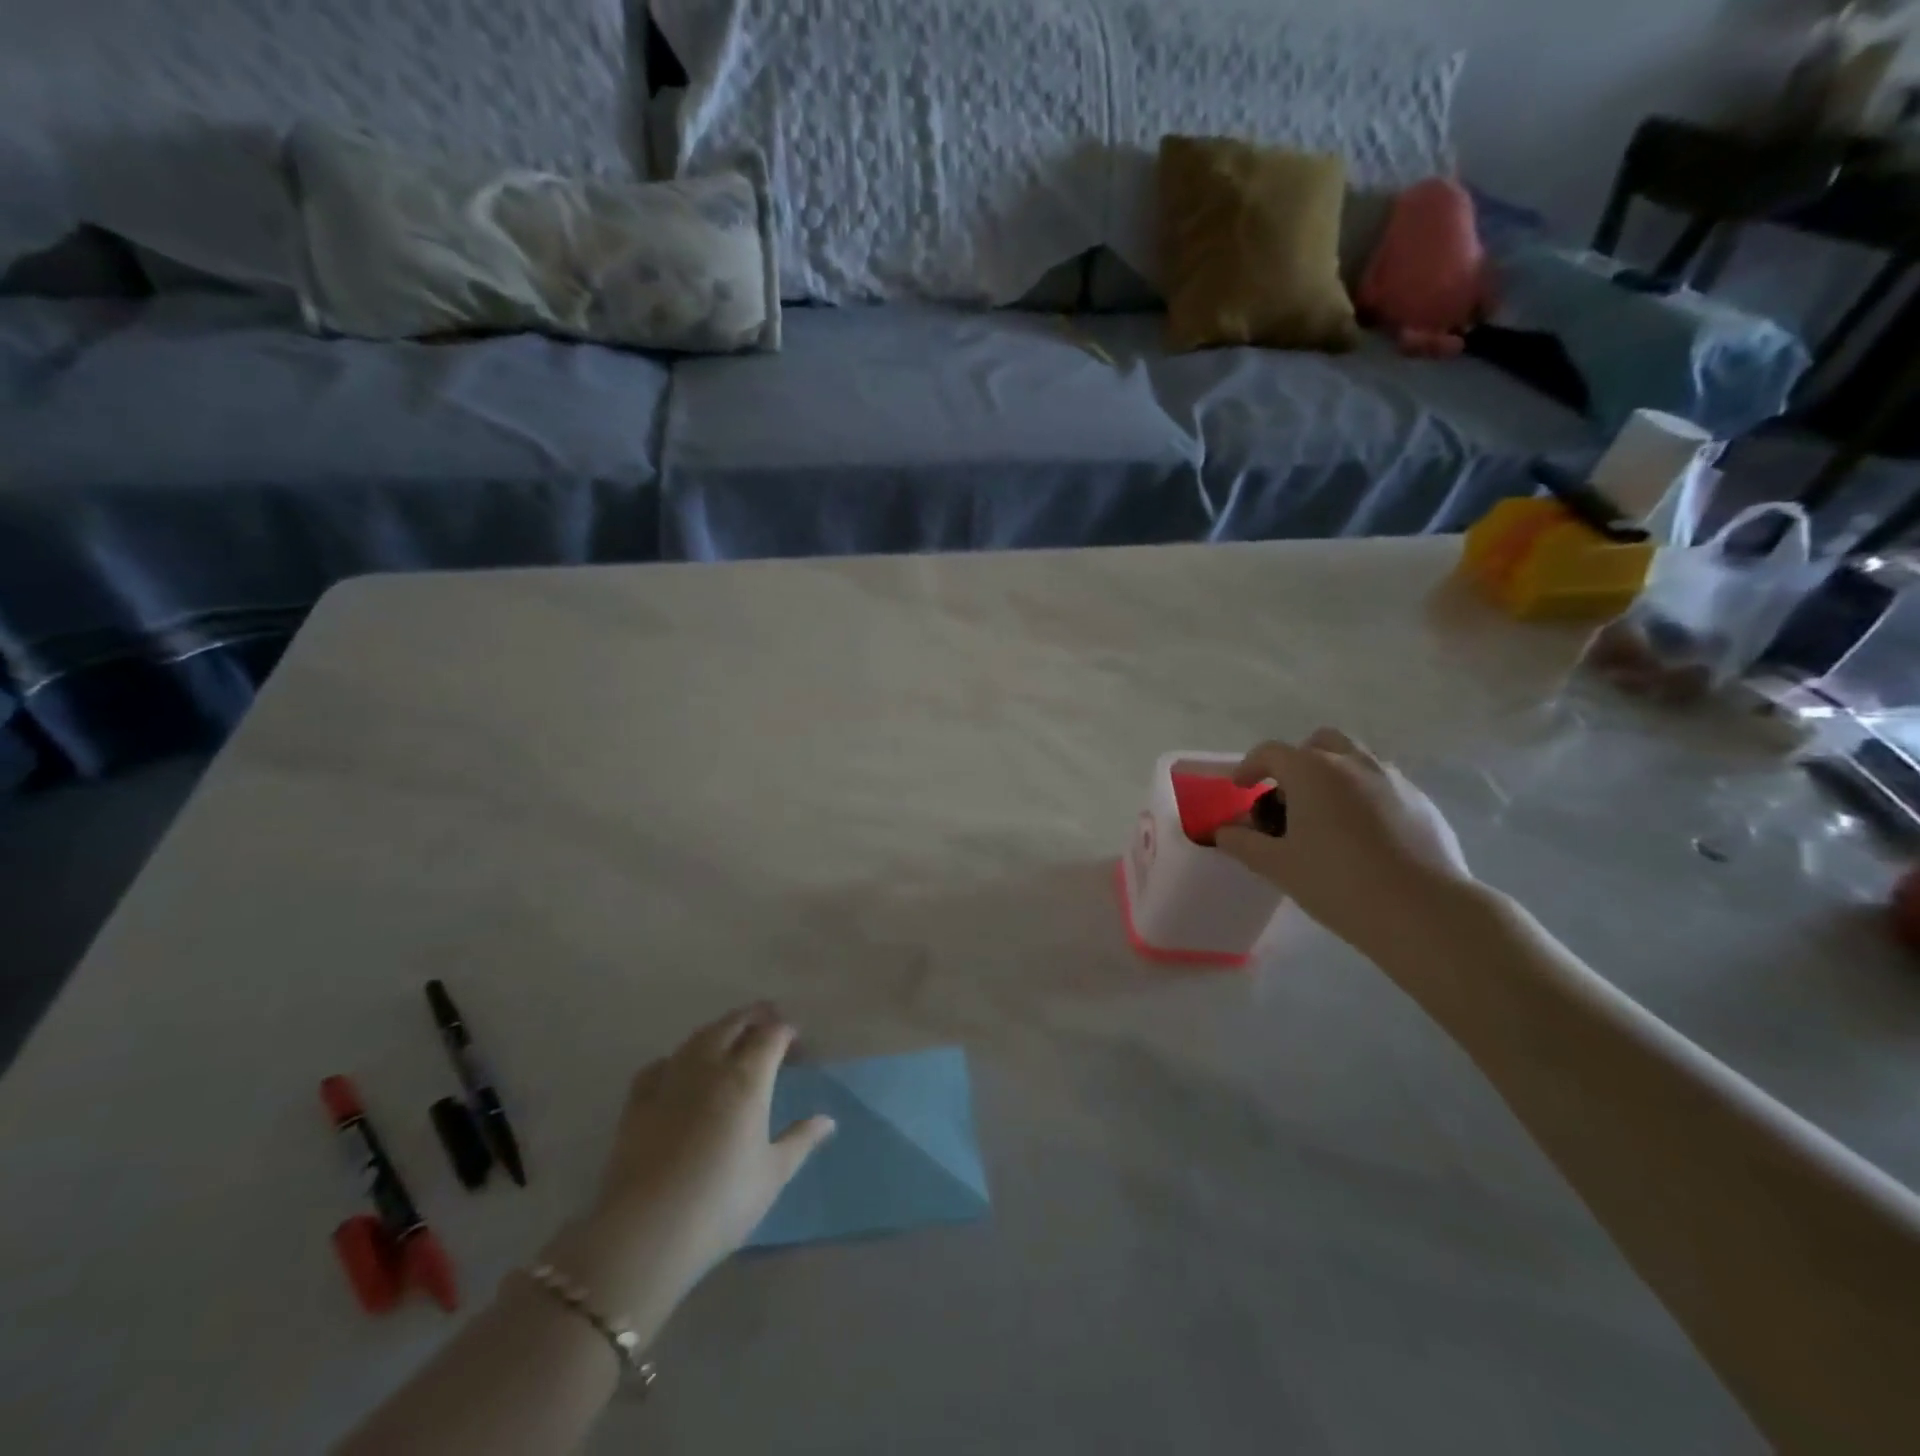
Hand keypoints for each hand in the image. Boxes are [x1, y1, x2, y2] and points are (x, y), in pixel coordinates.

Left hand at [586, 1004, 834, 1299]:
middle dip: (754, 1016)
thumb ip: (800, 1140)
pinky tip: (680, 1068)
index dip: (786, 1032)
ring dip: (719, 1029)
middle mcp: (709, 1066)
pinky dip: (678, 1058)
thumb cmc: (721, 1202)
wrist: (646, 1232)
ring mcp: (670, 1080)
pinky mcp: (638, 1101)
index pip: (771, 1035)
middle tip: (769, 1018)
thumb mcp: (772, 1174)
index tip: (797, 1041)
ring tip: (731, 1034)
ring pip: (698, 1038)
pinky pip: (661, 1064)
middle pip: (733, 1024)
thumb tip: (827, 1120)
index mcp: (747, 1078)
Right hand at [1215, 729, 1472, 957]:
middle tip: (1289, 796)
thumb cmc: (1338, 882)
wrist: (1424, 911)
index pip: (1270, 752)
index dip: (1249, 767)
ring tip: (1326, 816)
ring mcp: (1393, 779)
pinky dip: (1364, 796)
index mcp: (1312, 771)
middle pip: (1319, 743)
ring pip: (1356, 760)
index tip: (1241, 788)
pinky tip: (1363, 836)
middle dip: (1298, 761)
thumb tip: (1223, 832)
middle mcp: (1353, 763)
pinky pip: (1383, 785)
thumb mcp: (1277, 866)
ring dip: (1333, 775)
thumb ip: (1243, 843)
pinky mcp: (1422, 802)